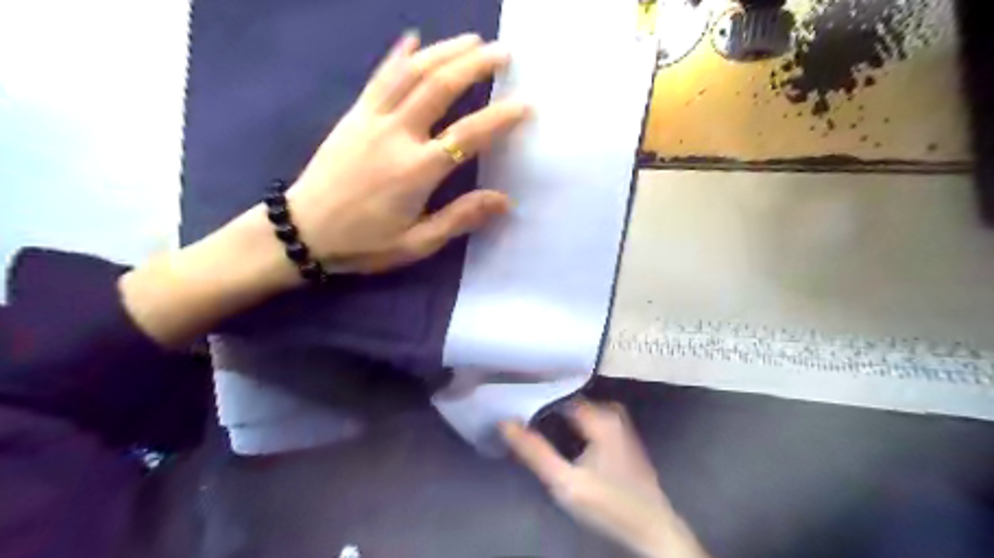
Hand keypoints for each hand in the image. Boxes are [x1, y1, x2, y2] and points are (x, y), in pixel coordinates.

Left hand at [287, 33, 527, 271]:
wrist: (302, 232)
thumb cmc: (364, 243)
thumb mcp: (417, 243)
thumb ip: (460, 218)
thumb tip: (504, 200)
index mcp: (417, 170)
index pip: (469, 135)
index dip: (501, 117)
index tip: (526, 103)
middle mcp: (397, 135)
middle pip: (441, 87)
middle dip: (475, 65)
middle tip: (503, 52)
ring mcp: (372, 119)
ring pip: (412, 73)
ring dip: (444, 51)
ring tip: (472, 40)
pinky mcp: (353, 115)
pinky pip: (379, 77)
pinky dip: (398, 55)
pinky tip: (414, 38)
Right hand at [505, 404, 706, 555]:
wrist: (651, 529)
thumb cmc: (609, 504)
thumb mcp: (565, 482)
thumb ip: (534, 452)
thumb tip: (505, 422)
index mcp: (601, 416)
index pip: (559, 392)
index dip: (535, 395)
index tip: (513, 399)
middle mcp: (611, 412)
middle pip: (569, 399)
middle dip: (545, 404)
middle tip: (518, 410)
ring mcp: (618, 423)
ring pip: (578, 409)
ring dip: (557, 413)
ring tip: (530, 417)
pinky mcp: (620, 435)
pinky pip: (588, 418)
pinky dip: (570, 421)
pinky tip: (556, 431)